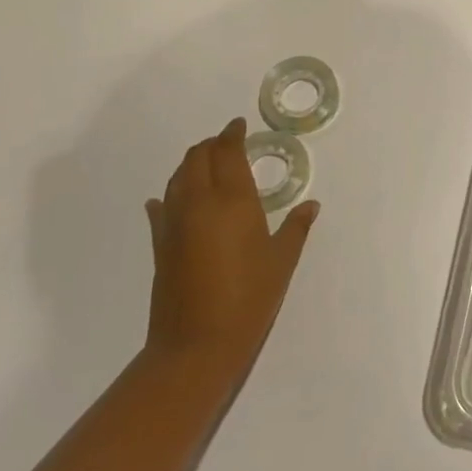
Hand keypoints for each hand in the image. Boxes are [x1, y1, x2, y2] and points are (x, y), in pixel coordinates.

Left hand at [143, 117, 319, 376]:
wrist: (196, 345)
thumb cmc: (249, 299)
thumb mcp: (281, 262)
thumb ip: (296, 228)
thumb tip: (311, 205)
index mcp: (232, 201)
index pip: (227, 152)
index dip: (232, 134)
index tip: (239, 125)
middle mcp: (199, 202)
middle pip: (197, 157)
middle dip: (211, 144)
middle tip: (227, 142)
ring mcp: (174, 223)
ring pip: (177, 177)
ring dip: (192, 164)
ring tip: (208, 164)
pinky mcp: (160, 245)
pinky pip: (162, 207)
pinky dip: (169, 195)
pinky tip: (168, 198)